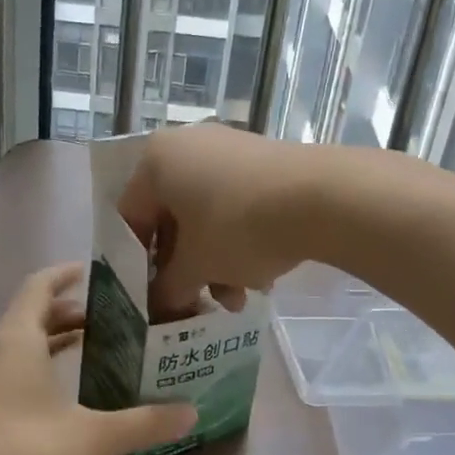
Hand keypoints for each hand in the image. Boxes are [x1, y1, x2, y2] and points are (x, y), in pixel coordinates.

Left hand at [0, 263, 196, 454]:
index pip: (37, 287)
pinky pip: (13, 375)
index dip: (64, 274)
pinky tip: (68, 397)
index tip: (94, 273)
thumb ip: (146, 421)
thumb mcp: (98, 438)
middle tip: (109, 318)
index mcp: (16, 343)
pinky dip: (42, 369)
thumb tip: (191, 412)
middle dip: (67, 312)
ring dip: (54, 342)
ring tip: (94, 349)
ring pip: (20, 349)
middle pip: (29, 316)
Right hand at [118, 124, 330, 319]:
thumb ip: (168, 289)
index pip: (131, 219)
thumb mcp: (197, 266)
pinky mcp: (264, 161)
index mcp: (156, 161)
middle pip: (172, 220)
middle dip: (186, 269)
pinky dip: (240, 242)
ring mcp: (229, 150)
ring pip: (207, 217)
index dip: (137, 265)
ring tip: (238, 301)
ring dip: (215, 264)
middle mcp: (187, 146)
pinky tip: (261, 278)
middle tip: (196, 303)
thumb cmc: (238, 227)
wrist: (323, 197)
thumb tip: (160, 308)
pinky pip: (236, 206)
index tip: (152, 298)